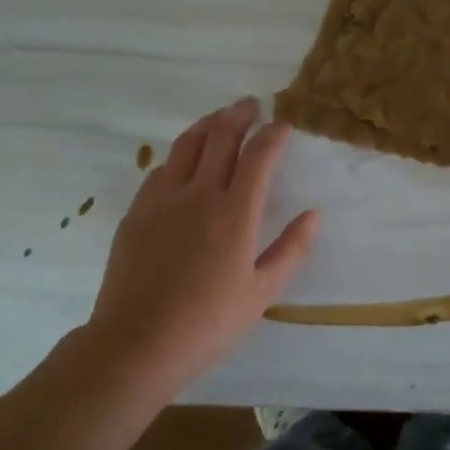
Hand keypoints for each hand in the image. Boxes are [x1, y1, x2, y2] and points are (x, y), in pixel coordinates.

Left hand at [85, 97, 318, 393]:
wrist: (135, 345)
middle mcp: (200, 194)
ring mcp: (163, 200)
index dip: (274, 133)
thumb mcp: (262, 293)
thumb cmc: (207, 323)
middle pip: (221, 136)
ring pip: (187, 144)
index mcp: (236, 212)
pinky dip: (179, 154)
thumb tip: (314, 214)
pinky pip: (161, 169)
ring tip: (220, 117)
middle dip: (240, 114)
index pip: (259, 155)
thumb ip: (292, 249)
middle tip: (252, 104)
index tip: (284, 124)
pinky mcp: (137, 212)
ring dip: (208, 124)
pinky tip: (184, 160)